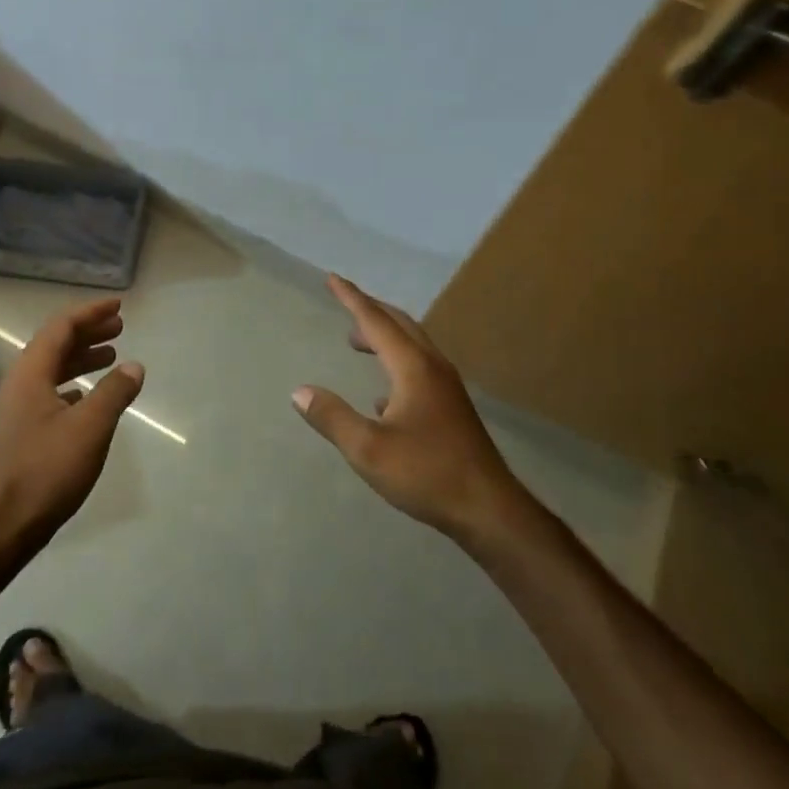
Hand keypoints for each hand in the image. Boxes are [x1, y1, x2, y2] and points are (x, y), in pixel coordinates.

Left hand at [0, 298, 144, 551]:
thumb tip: (134, 366)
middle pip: (55, 345)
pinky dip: (73, 385)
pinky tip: (88, 396)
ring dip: (81, 358)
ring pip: (52, 370)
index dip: (90, 313)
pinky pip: (49, 393)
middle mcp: (19, 384)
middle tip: (120, 328)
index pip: (61, 327)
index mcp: (30, 374)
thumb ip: (114, 392)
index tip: (118, 307)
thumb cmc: (46, 471)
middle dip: (88, 333)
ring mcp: (16, 410)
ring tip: (112, 357)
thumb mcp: (90, 428)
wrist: (0, 529)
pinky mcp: (20, 434)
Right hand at [293, 275, 528, 542]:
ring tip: (359, 344)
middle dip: (371, 311)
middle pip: (400, 324)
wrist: (489, 509)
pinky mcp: (453, 408)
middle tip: (345, 304)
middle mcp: (433, 367)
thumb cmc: (427, 473)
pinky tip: (383, 396)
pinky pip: (420, 368)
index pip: (375, 321)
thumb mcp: (368, 450)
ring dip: (384, 336)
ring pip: (412, 346)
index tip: (332, 278)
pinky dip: (396, 363)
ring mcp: (447, 387)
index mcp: (413, 367)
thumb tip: (299, 391)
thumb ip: (333, 418)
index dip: (352, 298)